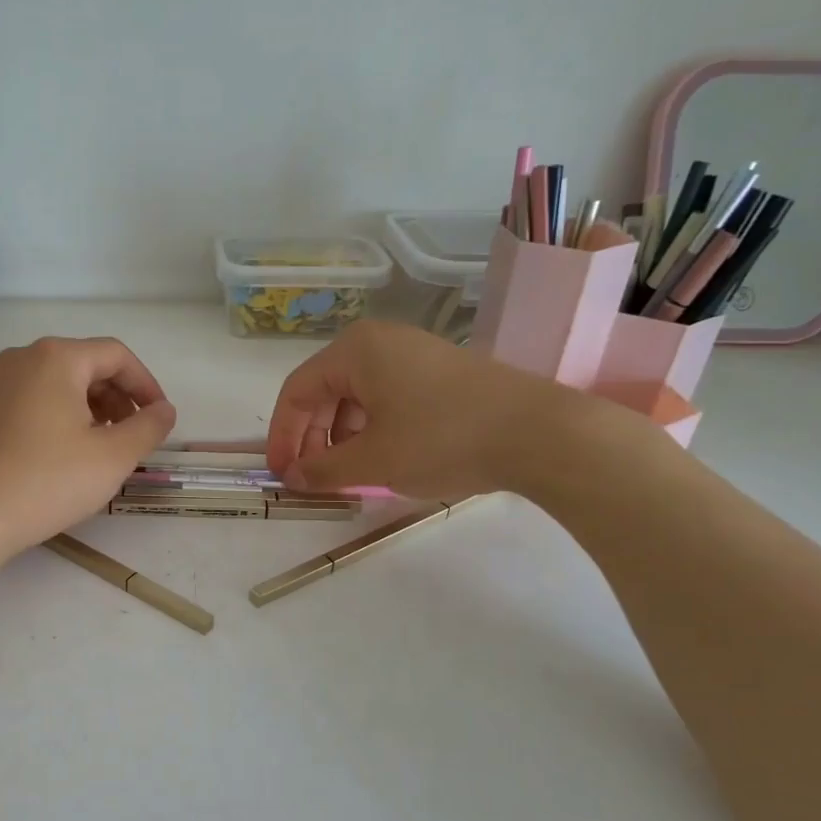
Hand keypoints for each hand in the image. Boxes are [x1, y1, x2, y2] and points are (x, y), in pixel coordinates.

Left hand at [0, 336, 176, 561]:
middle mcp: (24, 358)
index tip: (160, 419)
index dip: (146, 385)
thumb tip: (164, 410)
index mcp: (57, 357)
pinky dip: (61, 418)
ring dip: (92, 410)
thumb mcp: (113, 457)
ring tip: (103, 450)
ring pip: (59, 384)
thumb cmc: (47, 480)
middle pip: (86, 365)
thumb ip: (148, 427)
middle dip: (118, 398)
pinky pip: (34, 401)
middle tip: (133, 437)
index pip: (116, 355)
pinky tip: (66, 456)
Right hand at [266, 320, 585, 499]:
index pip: (296, 392)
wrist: (539, 433)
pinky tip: (385, 458)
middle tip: (312, 478)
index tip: (281, 475)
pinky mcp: (440, 371)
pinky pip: (388, 397)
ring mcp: (413, 353)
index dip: (282, 436)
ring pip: (357, 396)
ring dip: (342, 437)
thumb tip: (294, 477)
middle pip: (325, 391)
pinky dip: (373, 429)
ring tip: (349, 474)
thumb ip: (324, 470)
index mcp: (354, 351)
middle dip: (313, 438)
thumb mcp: (373, 462)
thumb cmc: (442, 440)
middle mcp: (379, 341)